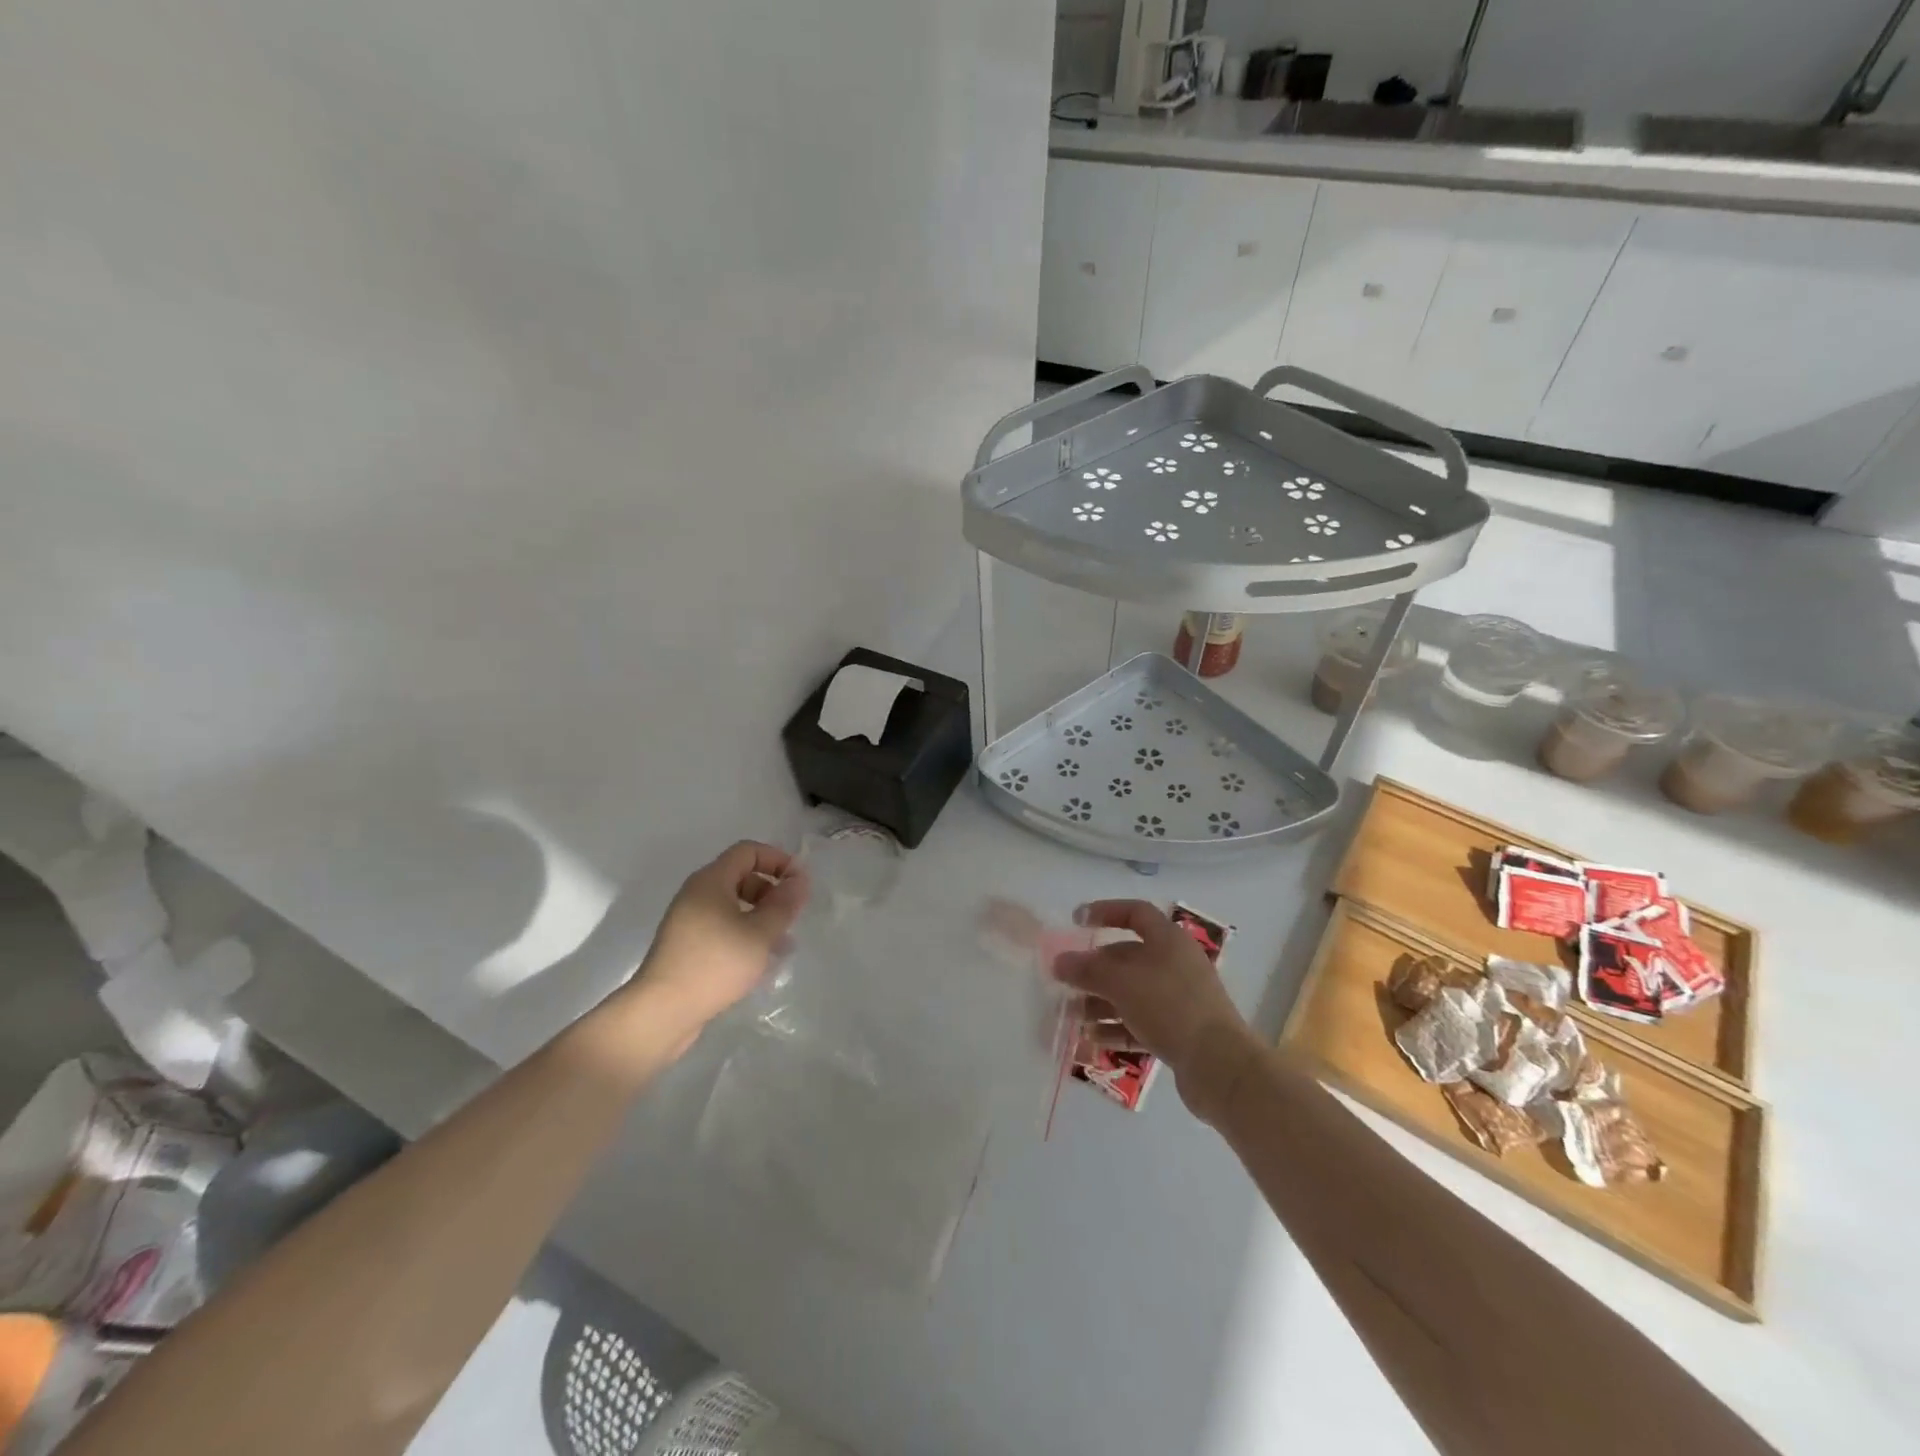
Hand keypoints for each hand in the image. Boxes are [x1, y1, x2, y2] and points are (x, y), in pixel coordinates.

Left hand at [635, 841, 809, 1034]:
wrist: (662, 1012)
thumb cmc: (715, 964)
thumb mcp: (760, 933)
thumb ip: (784, 904)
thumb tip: (799, 879)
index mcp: (711, 881)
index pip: (748, 851)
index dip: (778, 860)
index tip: (800, 883)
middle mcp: (697, 894)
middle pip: (741, 877)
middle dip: (772, 891)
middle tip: (793, 916)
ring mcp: (689, 921)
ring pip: (734, 906)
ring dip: (762, 917)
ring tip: (784, 944)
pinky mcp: (688, 946)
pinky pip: (723, 928)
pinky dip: (745, 935)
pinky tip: (761, 961)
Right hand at [1051, 900, 1258, 1119]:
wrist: (1219, 1065)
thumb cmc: (1170, 1007)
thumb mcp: (1122, 983)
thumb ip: (1087, 970)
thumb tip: (1059, 961)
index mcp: (1168, 940)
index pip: (1135, 912)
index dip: (1105, 912)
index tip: (1076, 922)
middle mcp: (1175, 963)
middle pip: (1128, 956)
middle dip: (1094, 969)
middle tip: (1065, 980)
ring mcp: (1179, 998)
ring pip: (1131, 992)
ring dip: (1100, 1001)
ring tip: (1072, 1016)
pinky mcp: (1179, 1030)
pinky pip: (1140, 1021)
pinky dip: (1115, 1026)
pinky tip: (1091, 1037)